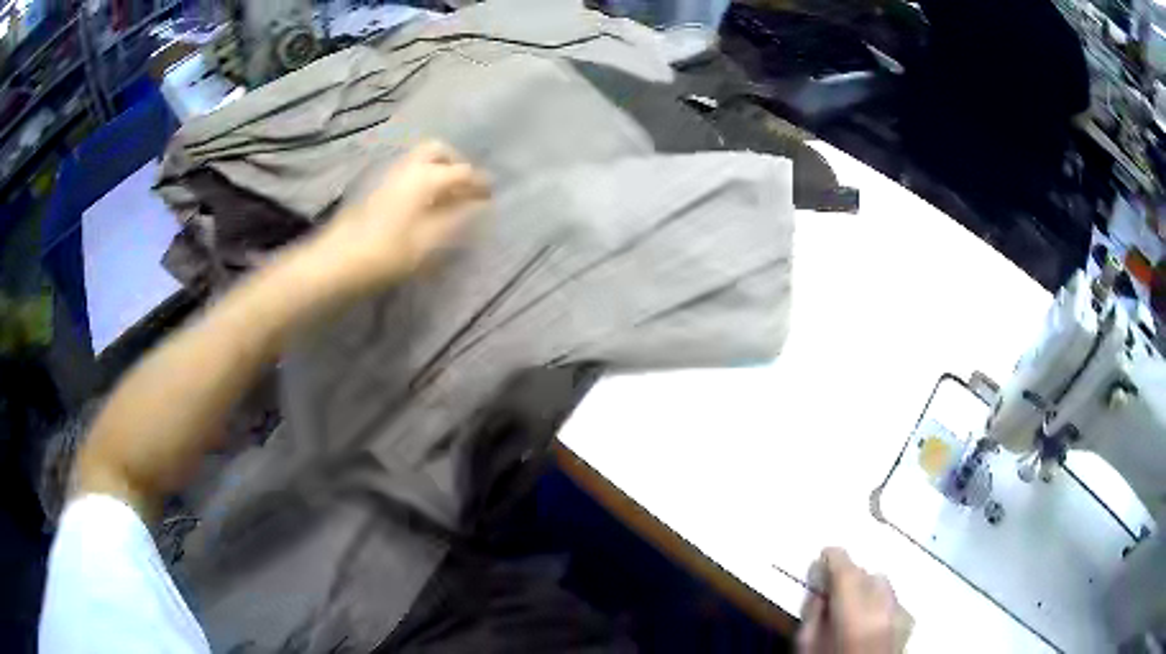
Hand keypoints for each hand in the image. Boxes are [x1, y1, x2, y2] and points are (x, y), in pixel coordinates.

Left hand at [307, 140, 490, 295]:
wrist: (338, 262)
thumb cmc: (388, 253)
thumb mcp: (430, 241)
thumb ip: (456, 220)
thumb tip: (476, 206)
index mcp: (425, 177)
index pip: (462, 171)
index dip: (479, 182)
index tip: (491, 195)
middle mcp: (408, 168)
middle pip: (438, 151)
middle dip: (456, 163)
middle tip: (465, 186)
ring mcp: (389, 176)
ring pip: (420, 159)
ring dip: (438, 169)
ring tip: (447, 196)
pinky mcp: (377, 189)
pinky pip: (408, 172)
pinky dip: (423, 178)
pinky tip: (424, 202)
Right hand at [798, 548, 912, 653]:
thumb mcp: (807, 647)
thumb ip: (813, 613)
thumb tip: (820, 585)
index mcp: (856, 614)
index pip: (847, 570)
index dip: (834, 557)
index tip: (824, 554)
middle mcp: (885, 607)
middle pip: (867, 573)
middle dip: (849, 576)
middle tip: (831, 591)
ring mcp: (902, 613)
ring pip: (883, 583)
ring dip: (866, 587)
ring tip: (851, 608)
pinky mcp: (910, 621)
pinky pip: (893, 599)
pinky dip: (879, 601)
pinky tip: (869, 621)